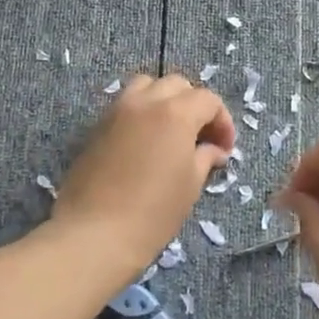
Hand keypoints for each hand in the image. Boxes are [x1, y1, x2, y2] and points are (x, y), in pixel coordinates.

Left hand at [56, 74, 234, 270]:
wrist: (94, 234)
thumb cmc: (153, 212)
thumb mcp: (190, 185)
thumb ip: (205, 158)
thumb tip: (214, 149)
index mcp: (175, 112)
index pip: (208, 100)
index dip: (222, 122)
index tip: (224, 149)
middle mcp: (145, 101)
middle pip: (177, 85)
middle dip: (194, 105)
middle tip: (201, 137)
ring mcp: (117, 111)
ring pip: (146, 86)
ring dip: (164, 100)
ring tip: (170, 132)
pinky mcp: (96, 126)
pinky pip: (125, 105)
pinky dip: (141, 112)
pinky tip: (145, 143)